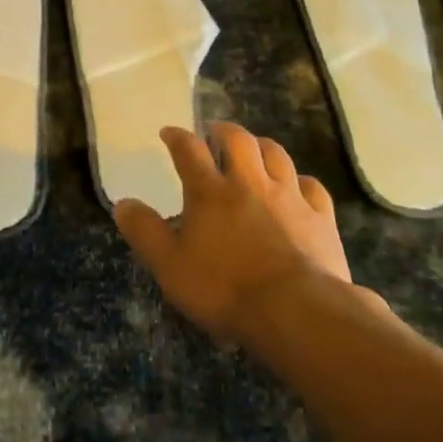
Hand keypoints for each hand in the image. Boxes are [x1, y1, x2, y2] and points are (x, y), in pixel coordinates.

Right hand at [113, 122, 351, 344]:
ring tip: (254, 148)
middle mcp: (250, 183)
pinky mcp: (320, 217)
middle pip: (238, 140)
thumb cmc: (225, 289)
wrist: (296, 310)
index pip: (189, 150)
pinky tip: (298, 186)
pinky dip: (301, 181)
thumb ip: (145, 232)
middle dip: (223, 131)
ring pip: (276, 155)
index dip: (177, 137)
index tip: (169, 132)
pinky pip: (312, 186)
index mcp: (210, 192)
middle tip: (214, 132)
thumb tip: (122, 203)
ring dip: (262, 146)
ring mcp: (289, 196)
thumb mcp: (170, 266)